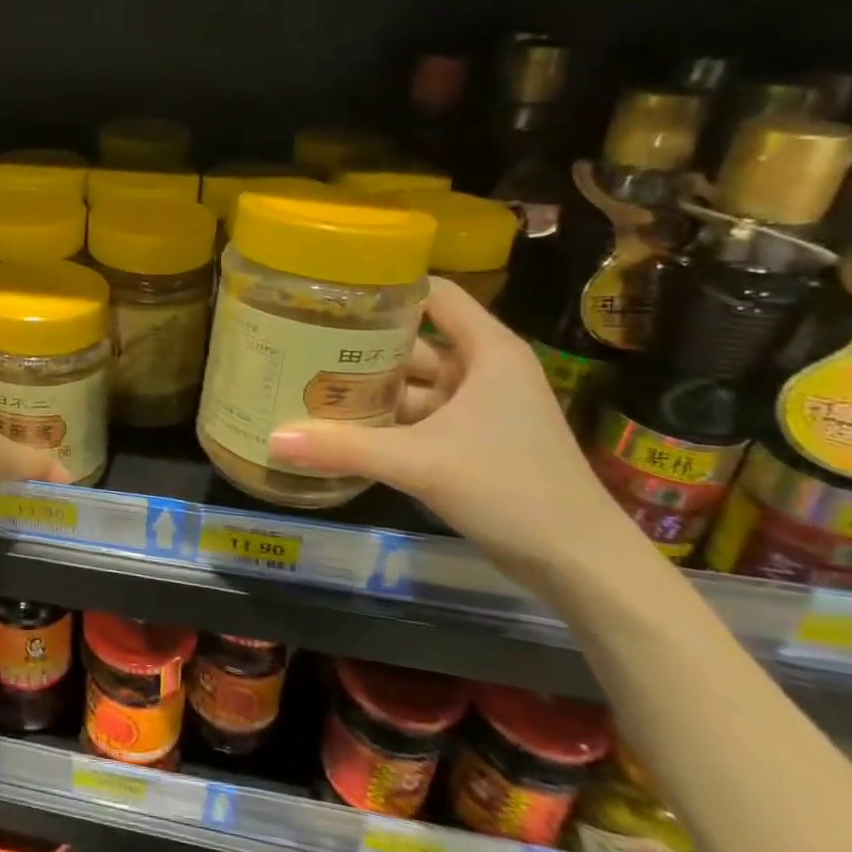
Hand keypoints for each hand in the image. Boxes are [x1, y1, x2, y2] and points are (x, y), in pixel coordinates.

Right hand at [265, 277, 635, 590]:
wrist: (578, 564)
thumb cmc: (511, 489)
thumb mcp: (421, 463)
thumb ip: (345, 448)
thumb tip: (272, 438)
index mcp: (486, 351)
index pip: (434, 294)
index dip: (387, 287)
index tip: (331, 290)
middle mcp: (481, 370)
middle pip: (411, 342)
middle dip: (359, 345)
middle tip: (298, 341)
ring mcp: (475, 408)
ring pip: (409, 385)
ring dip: (366, 388)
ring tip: (305, 381)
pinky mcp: (468, 442)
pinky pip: (414, 419)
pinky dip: (381, 421)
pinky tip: (337, 427)